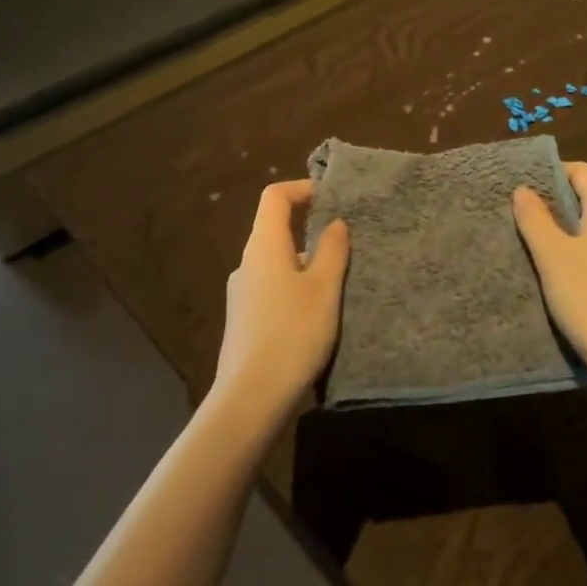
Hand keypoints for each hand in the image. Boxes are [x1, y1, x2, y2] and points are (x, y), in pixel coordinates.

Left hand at [210, 180, 350, 434]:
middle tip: (345, 240)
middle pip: (274, 229)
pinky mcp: (244, 320)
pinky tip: (316, 312)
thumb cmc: (293, 334)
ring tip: (338, 280)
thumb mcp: (323, 289)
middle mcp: (247, 263)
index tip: (332, 198)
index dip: (302, 189)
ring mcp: (241, 293)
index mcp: (263, 246)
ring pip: (276, 261)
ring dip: (305, 261)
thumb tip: (334, 223)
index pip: (275, 197)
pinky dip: (295, 286)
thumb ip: (332, 251)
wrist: (252, 396)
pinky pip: (272, 287)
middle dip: (309, 227)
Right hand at [513, 161, 586, 388]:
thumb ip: (535, 218)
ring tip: (540, 249)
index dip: (550, 174)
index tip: (522, 190)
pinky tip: (568, 276)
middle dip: (557, 204)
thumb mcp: (552, 256)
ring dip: (571, 231)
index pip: (582, 171)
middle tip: (523, 219)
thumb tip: (524, 190)